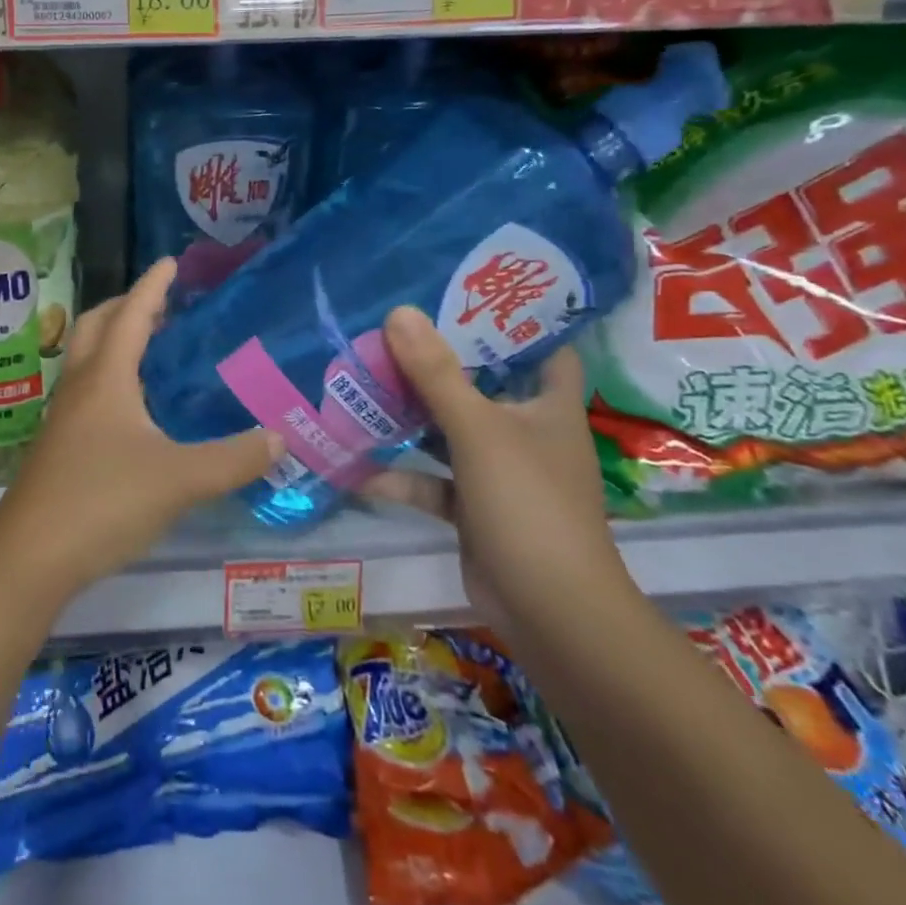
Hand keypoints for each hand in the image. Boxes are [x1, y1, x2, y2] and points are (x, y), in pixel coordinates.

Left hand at [0, 259, 283, 596]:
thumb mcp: (180, 479)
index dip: (152, 286)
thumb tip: (279, 438)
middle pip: (97, 326)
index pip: (131, 315)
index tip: (171, 261)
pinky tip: (135, 408)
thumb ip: (233, 458)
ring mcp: (65, 416)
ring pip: (87, 359)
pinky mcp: (60, 445)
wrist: (31, 555)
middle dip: (126, 306)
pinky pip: (87, 391)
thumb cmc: (103, 500)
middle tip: (162, 304)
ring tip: (152, 348)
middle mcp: (80, 386)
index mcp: (106, 378)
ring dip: (115, 341)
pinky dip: (111, 377)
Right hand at [370, 307, 633, 639]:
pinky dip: (401, 475)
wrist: (549, 613)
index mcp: (548, 406)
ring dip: (410, 417)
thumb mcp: (478, 431)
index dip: (512, 319)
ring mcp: (498, 472)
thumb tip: (399, 311)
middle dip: (438, 363)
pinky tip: (356, 466)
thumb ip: (437, 374)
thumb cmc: (528, 505)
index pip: (542, 347)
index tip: (463, 291)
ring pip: (449, 432)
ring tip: (361, 385)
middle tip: (389, 332)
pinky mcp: (474, 508)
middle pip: (481, 385)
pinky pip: (433, 481)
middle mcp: (527, 432)